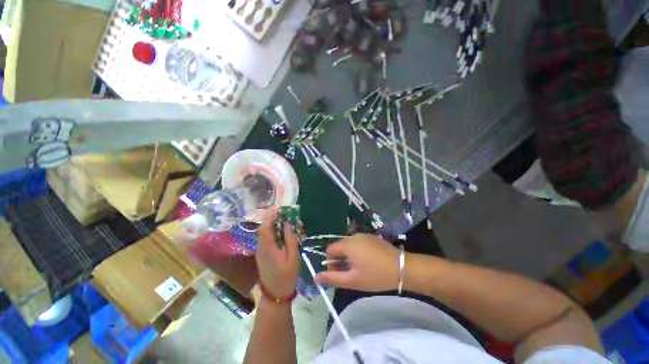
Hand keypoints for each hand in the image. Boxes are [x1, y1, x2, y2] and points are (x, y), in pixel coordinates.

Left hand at [256, 210, 299, 298]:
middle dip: (271, 218)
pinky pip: (265, 239)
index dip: (269, 216)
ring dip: (271, 224)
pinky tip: (280, 231)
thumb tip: (288, 224)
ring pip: (264, 233)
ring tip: (282, 218)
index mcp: (268, 247)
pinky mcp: (262, 254)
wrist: (275, 294)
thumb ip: (290, 239)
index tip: (277, 207)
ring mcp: (260, 251)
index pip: (265, 227)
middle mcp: (261, 247)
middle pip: (263, 228)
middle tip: (282, 211)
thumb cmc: (286, 275)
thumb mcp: (293, 257)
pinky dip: (272, 231)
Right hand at [317, 234, 399, 291]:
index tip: (340, 274)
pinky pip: (358, 243)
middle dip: (340, 260)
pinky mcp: (372, 237)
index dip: (331, 263)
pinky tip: (368, 262)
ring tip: (360, 269)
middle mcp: (353, 236)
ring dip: (349, 256)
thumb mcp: (352, 280)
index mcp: (347, 244)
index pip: (330, 250)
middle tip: (350, 274)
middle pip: (339, 247)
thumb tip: (316, 277)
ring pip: (349, 245)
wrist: (402, 267)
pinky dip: (358, 252)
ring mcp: (364, 235)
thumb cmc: (375, 275)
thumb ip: (332, 278)